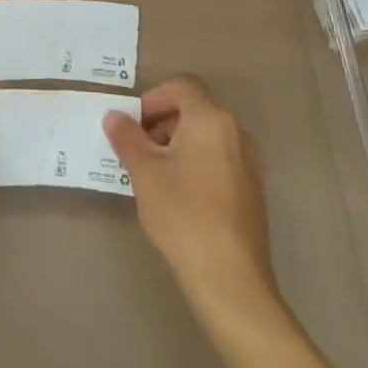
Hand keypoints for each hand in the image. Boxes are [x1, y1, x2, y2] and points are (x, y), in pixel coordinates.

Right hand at [103, 75, 280, 319]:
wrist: (231, 281)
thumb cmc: (184, 214)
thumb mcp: (144, 172)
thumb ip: (127, 138)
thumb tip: (115, 117)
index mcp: (211, 120)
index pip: (182, 86)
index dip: (153, 98)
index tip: (134, 125)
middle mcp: (236, 133)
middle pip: (195, 109)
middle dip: (162, 121)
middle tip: (138, 147)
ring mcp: (249, 163)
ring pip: (207, 135)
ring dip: (178, 142)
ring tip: (154, 173)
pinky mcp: (252, 191)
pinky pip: (219, 158)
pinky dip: (196, 162)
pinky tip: (178, 194)